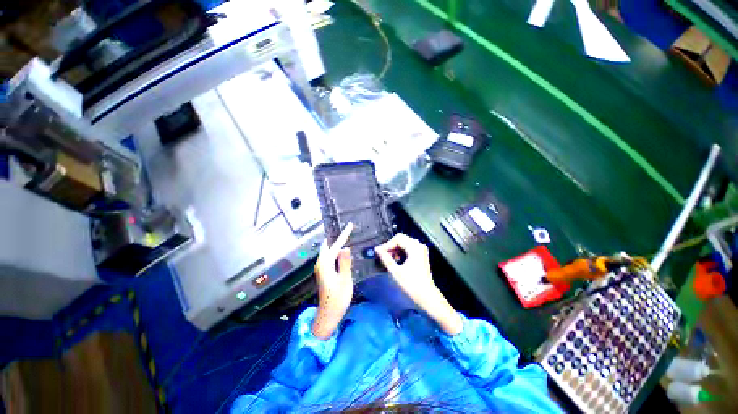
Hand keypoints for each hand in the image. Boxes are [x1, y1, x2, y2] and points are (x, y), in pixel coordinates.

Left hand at [312, 223, 353, 338]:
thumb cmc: (337, 299)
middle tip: (346, 229)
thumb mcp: (344, 280)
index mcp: (325, 264)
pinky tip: (341, 251)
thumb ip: (345, 263)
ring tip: (345, 236)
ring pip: (328, 251)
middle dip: (337, 237)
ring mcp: (321, 268)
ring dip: (335, 243)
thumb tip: (345, 247)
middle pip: (328, 246)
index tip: (349, 225)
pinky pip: (329, 257)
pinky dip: (335, 251)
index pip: (336, 245)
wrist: (327, 316)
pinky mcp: (324, 273)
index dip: (344, 234)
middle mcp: (321, 264)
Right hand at [375, 234, 462, 335]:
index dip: (387, 244)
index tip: (378, 252)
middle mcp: (419, 246)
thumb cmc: (411, 284)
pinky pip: (409, 248)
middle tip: (382, 254)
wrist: (427, 296)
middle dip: (391, 246)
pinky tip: (396, 259)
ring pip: (405, 243)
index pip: (398, 239)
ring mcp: (421, 250)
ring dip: (395, 249)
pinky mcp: (421, 255)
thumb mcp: (396, 271)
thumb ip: (386, 259)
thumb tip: (377, 250)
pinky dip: (401, 251)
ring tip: (388, 258)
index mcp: (414, 248)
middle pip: (401, 239)